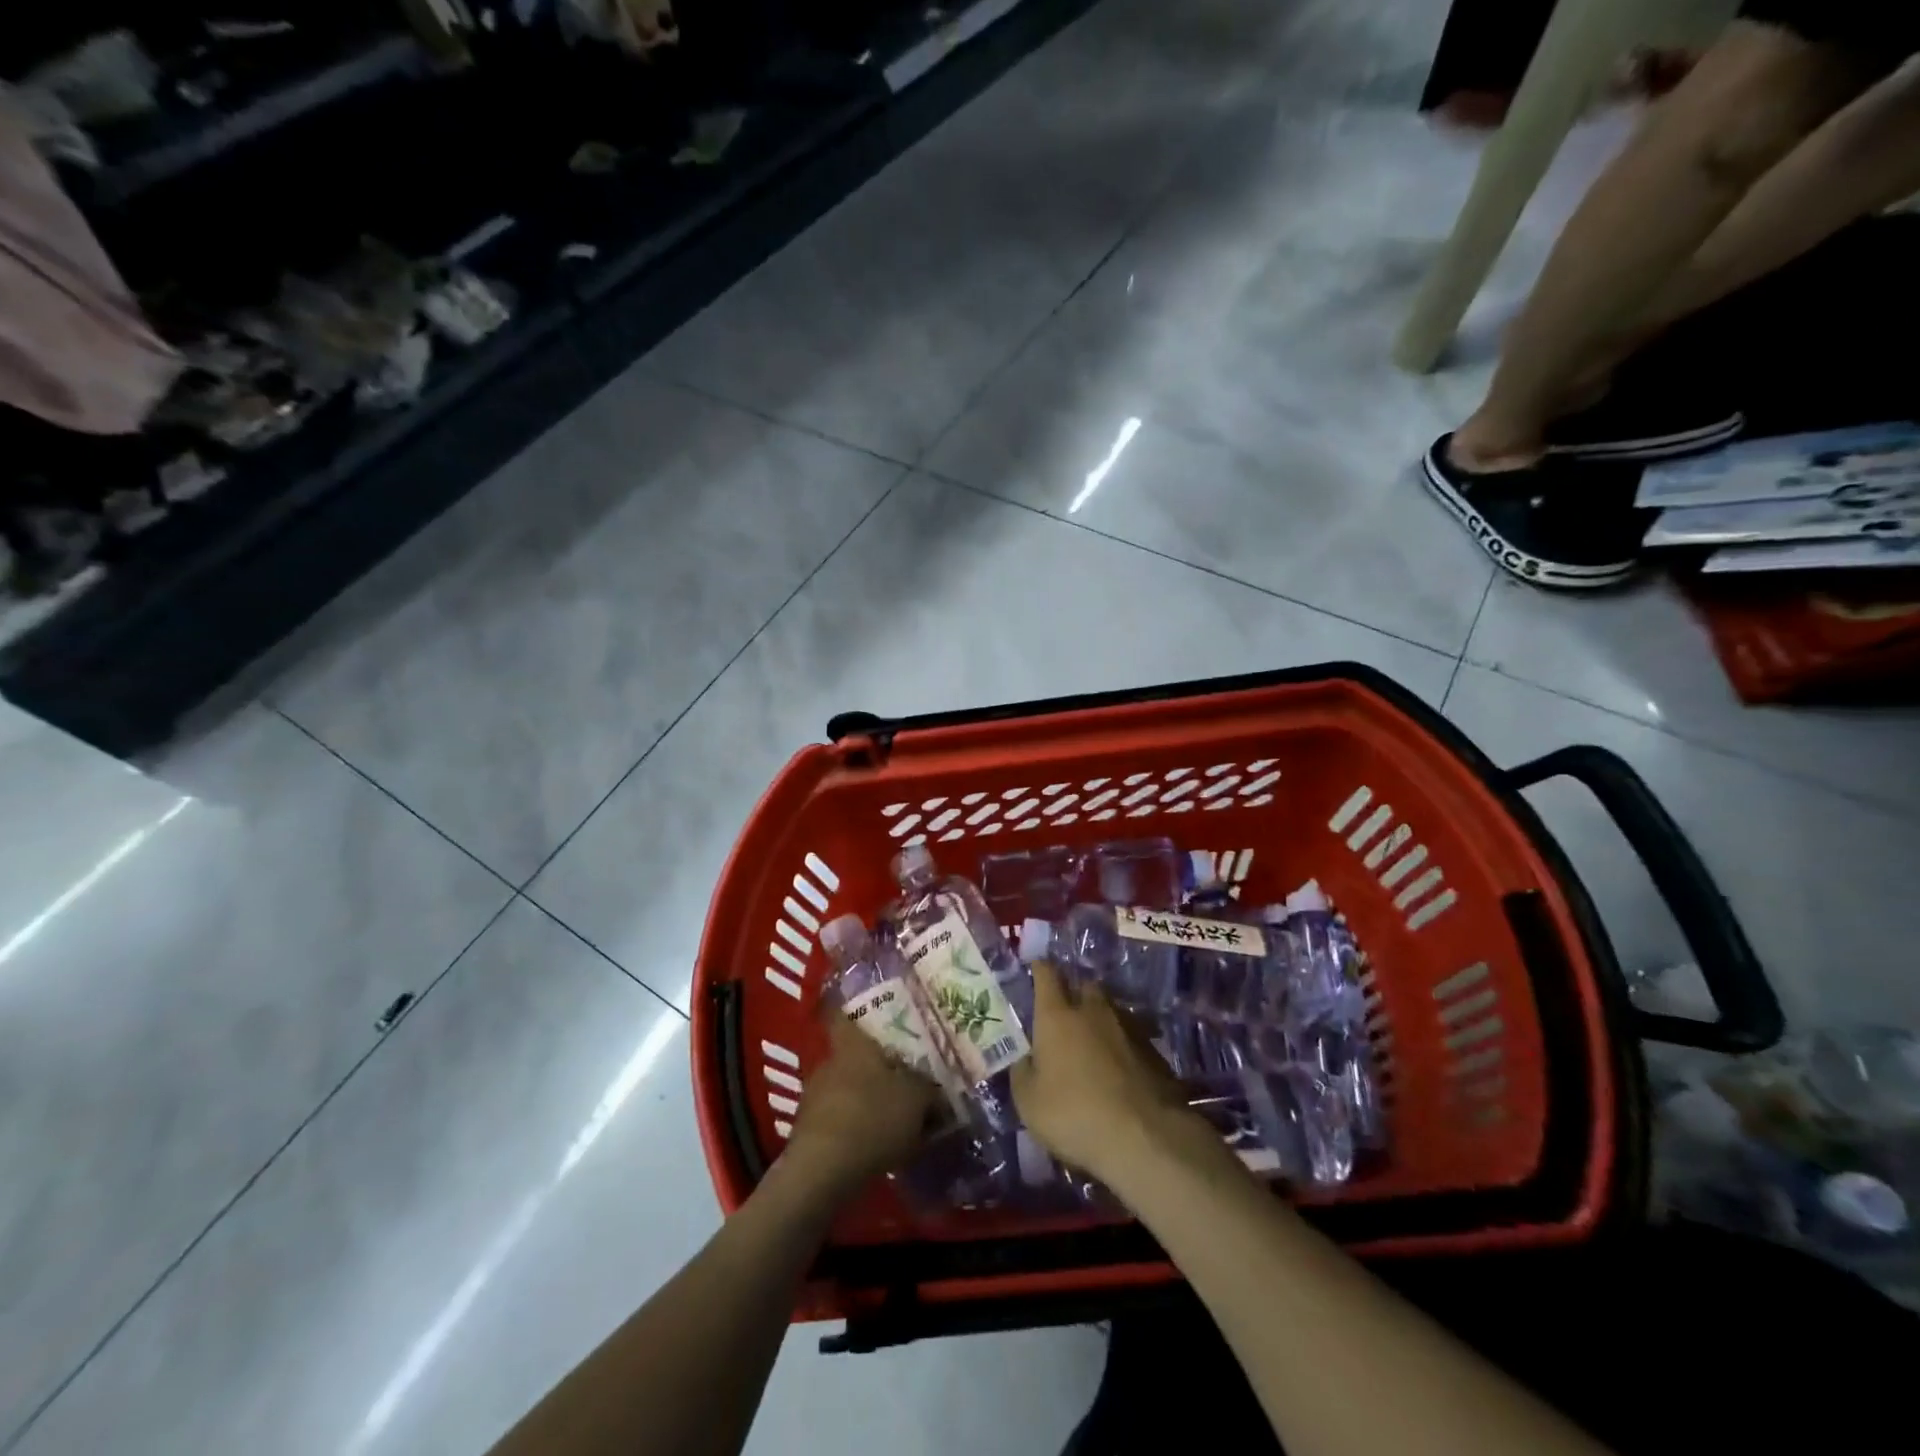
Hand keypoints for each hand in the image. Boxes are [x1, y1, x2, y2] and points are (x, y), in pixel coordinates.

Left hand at [781, 1012, 936, 1199]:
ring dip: (864, 1101)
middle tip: (901, 1078)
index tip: (870, 1014)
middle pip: (852, 1056)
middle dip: (873, 1068)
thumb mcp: (916, 1099)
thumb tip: (933, 1089)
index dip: (852, 1011)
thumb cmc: (872, 1117)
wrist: (822, 1172)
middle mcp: (828, 1063)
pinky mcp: (808, 1132)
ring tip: (892, 1119)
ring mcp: (813, 1098)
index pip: (844, 1015)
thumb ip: (927, 1089)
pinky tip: (875, 1147)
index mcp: (853, 1045)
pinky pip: (838, 1121)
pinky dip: (854, 1129)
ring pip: (845, 1089)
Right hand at [1010, 959, 1196, 1185]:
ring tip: (1093, 1040)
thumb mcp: (1028, 1101)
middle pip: (1084, 985)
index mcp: (1057, 1015)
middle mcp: (1092, 1010)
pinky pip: (1130, 1034)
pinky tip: (1119, 1066)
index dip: (1040, 969)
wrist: (1144, 1136)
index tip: (1035, 968)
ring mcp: (1127, 1027)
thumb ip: (1022, 1071)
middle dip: (1074, 991)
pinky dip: (1121, 1043)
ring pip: (1110, 1009)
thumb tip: (1025, 1057)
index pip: (1046, 975)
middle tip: (1065, 1010)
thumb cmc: (1073, 1114)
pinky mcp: (1153, 1049)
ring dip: (1100, 1017)